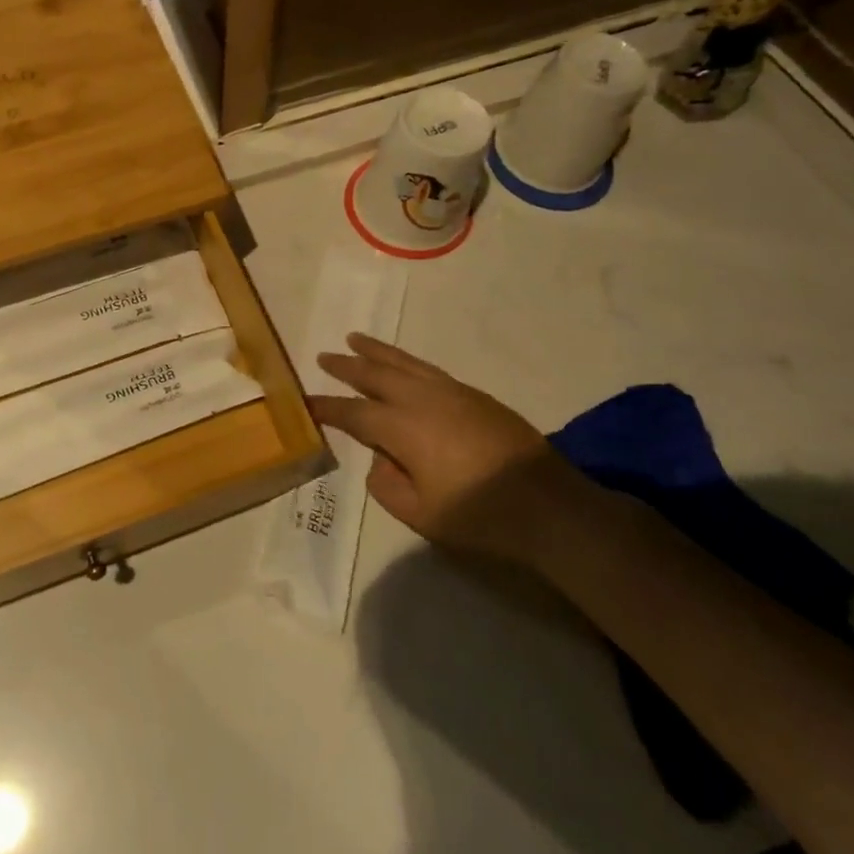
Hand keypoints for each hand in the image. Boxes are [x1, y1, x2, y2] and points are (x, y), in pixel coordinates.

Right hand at [308, 333, 590, 562]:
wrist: (548, 506)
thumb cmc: (479, 515)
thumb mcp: (421, 514)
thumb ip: (387, 486)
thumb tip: (379, 461)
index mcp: (402, 428)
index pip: (353, 412)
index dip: (326, 406)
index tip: (304, 401)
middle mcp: (422, 400)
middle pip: (376, 374)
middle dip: (347, 365)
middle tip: (324, 356)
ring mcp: (452, 393)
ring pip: (405, 363)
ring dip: (377, 352)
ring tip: (356, 338)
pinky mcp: (476, 396)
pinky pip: (429, 369)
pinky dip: (407, 362)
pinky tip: (404, 367)